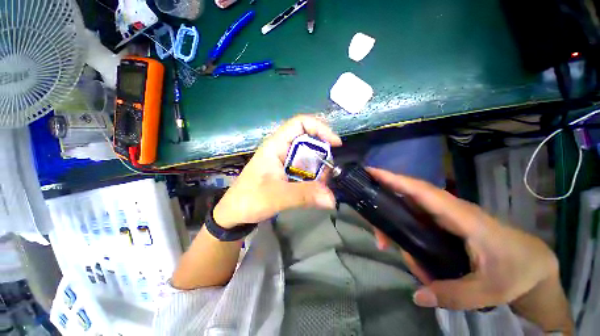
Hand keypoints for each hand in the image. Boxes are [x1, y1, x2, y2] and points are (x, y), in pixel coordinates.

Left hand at [213, 115, 341, 228]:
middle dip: (323, 155)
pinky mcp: (288, 172)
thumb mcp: (276, 196)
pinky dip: (315, 177)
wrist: (235, 213)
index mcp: (276, 145)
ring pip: (310, 157)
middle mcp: (282, 149)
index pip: (300, 123)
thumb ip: (304, 195)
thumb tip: (332, 198)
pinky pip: (307, 169)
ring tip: (322, 185)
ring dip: (320, 169)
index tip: (335, 143)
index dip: (320, 127)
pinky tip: (316, 189)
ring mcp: (285, 161)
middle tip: (328, 173)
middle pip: (309, 141)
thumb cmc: (249, 200)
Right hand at [367, 168, 559, 310]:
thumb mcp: (491, 290)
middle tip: (375, 231)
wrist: (534, 264)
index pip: (421, 191)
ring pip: (410, 208)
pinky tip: (404, 249)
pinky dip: (404, 229)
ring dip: (394, 223)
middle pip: (408, 196)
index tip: (372, 172)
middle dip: (385, 203)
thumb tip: (417, 296)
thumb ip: (454, 295)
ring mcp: (446, 215)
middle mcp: (449, 209)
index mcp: (461, 216)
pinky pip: (416, 219)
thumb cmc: (518, 271)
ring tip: (387, 245)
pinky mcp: (444, 223)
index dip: (395, 179)